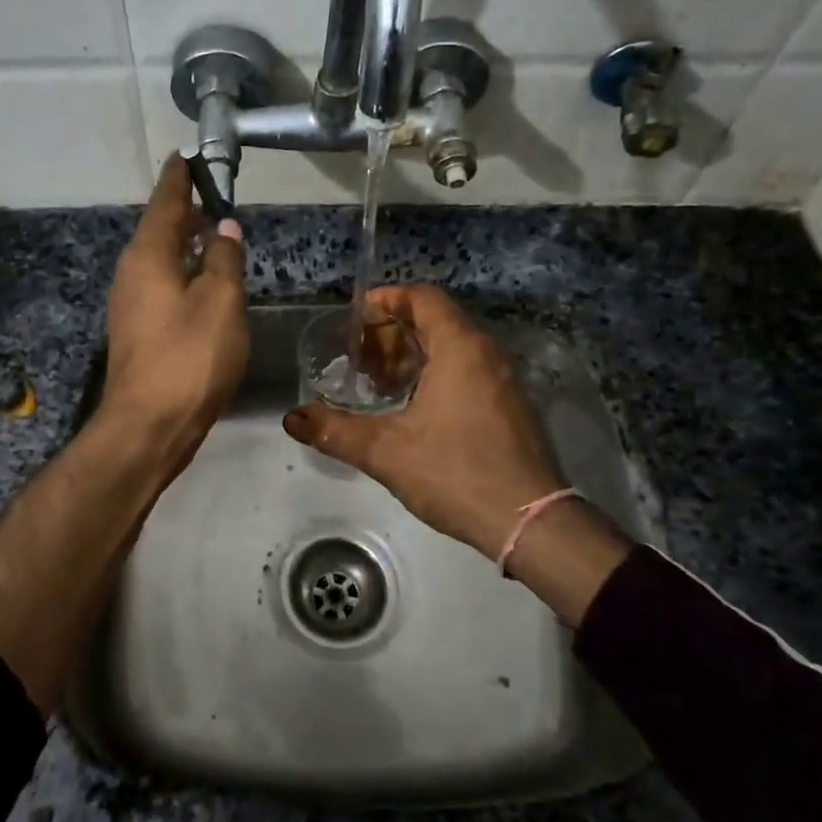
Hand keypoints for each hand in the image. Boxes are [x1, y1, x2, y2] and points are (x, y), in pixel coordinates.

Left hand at [99, 155, 248, 453]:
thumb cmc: (189, 358)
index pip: (166, 201)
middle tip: (211, 193)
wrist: (149, 425)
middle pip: (159, 229)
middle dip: (184, 209)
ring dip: (184, 242)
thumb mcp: (221, 302)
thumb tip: (224, 228)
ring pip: (159, 259)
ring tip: (211, 232)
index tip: (188, 156)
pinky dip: (181, 272)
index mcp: (149, 255)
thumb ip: (225, 259)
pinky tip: (201, 282)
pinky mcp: (137, 330)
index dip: (180, 178)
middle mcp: (132, 272)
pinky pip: (160, 284)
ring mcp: (130, 303)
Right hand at [283, 285, 562, 558]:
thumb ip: (335, 431)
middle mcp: (486, 354)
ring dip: (413, 356)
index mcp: (459, 348)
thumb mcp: (386, 451)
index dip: (387, 300)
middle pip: (436, 321)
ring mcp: (503, 382)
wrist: (529, 523)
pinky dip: (435, 375)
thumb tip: (292, 419)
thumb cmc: (456, 472)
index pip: (423, 298)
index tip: (356, 317)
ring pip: (452, 348)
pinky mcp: (509, 408)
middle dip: (393, 332)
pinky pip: (467, 371)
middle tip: (360, 358)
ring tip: (380, 384)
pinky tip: (412, 409)